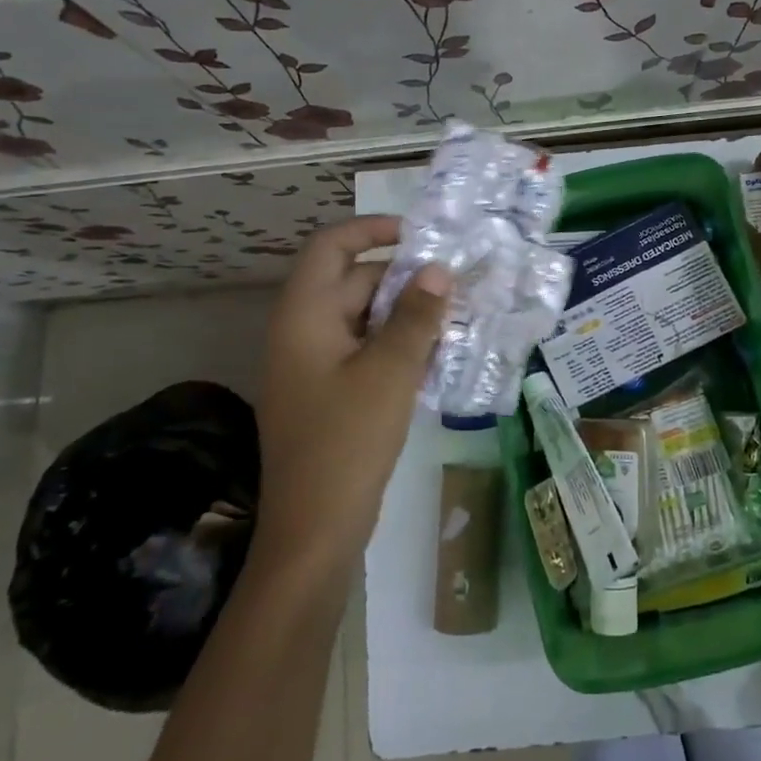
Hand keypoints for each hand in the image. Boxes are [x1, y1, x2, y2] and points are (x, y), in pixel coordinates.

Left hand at [255, 217, 450, 567]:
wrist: (314, 531)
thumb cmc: (347, 441)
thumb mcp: (389, 372)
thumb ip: (416, 317)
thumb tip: (437, 269)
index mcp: (304, 316)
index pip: (331, 246)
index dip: (372, 230)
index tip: (420, 236)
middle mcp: (304, 332)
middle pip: (353, 282)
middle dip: (404, 278)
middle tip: (456, 282)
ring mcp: (315, 366)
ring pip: (364, 319)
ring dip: (406, 314)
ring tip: (457, 316)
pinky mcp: (330, 394)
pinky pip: (366, 352)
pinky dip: (398, 345)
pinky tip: (438, 356)